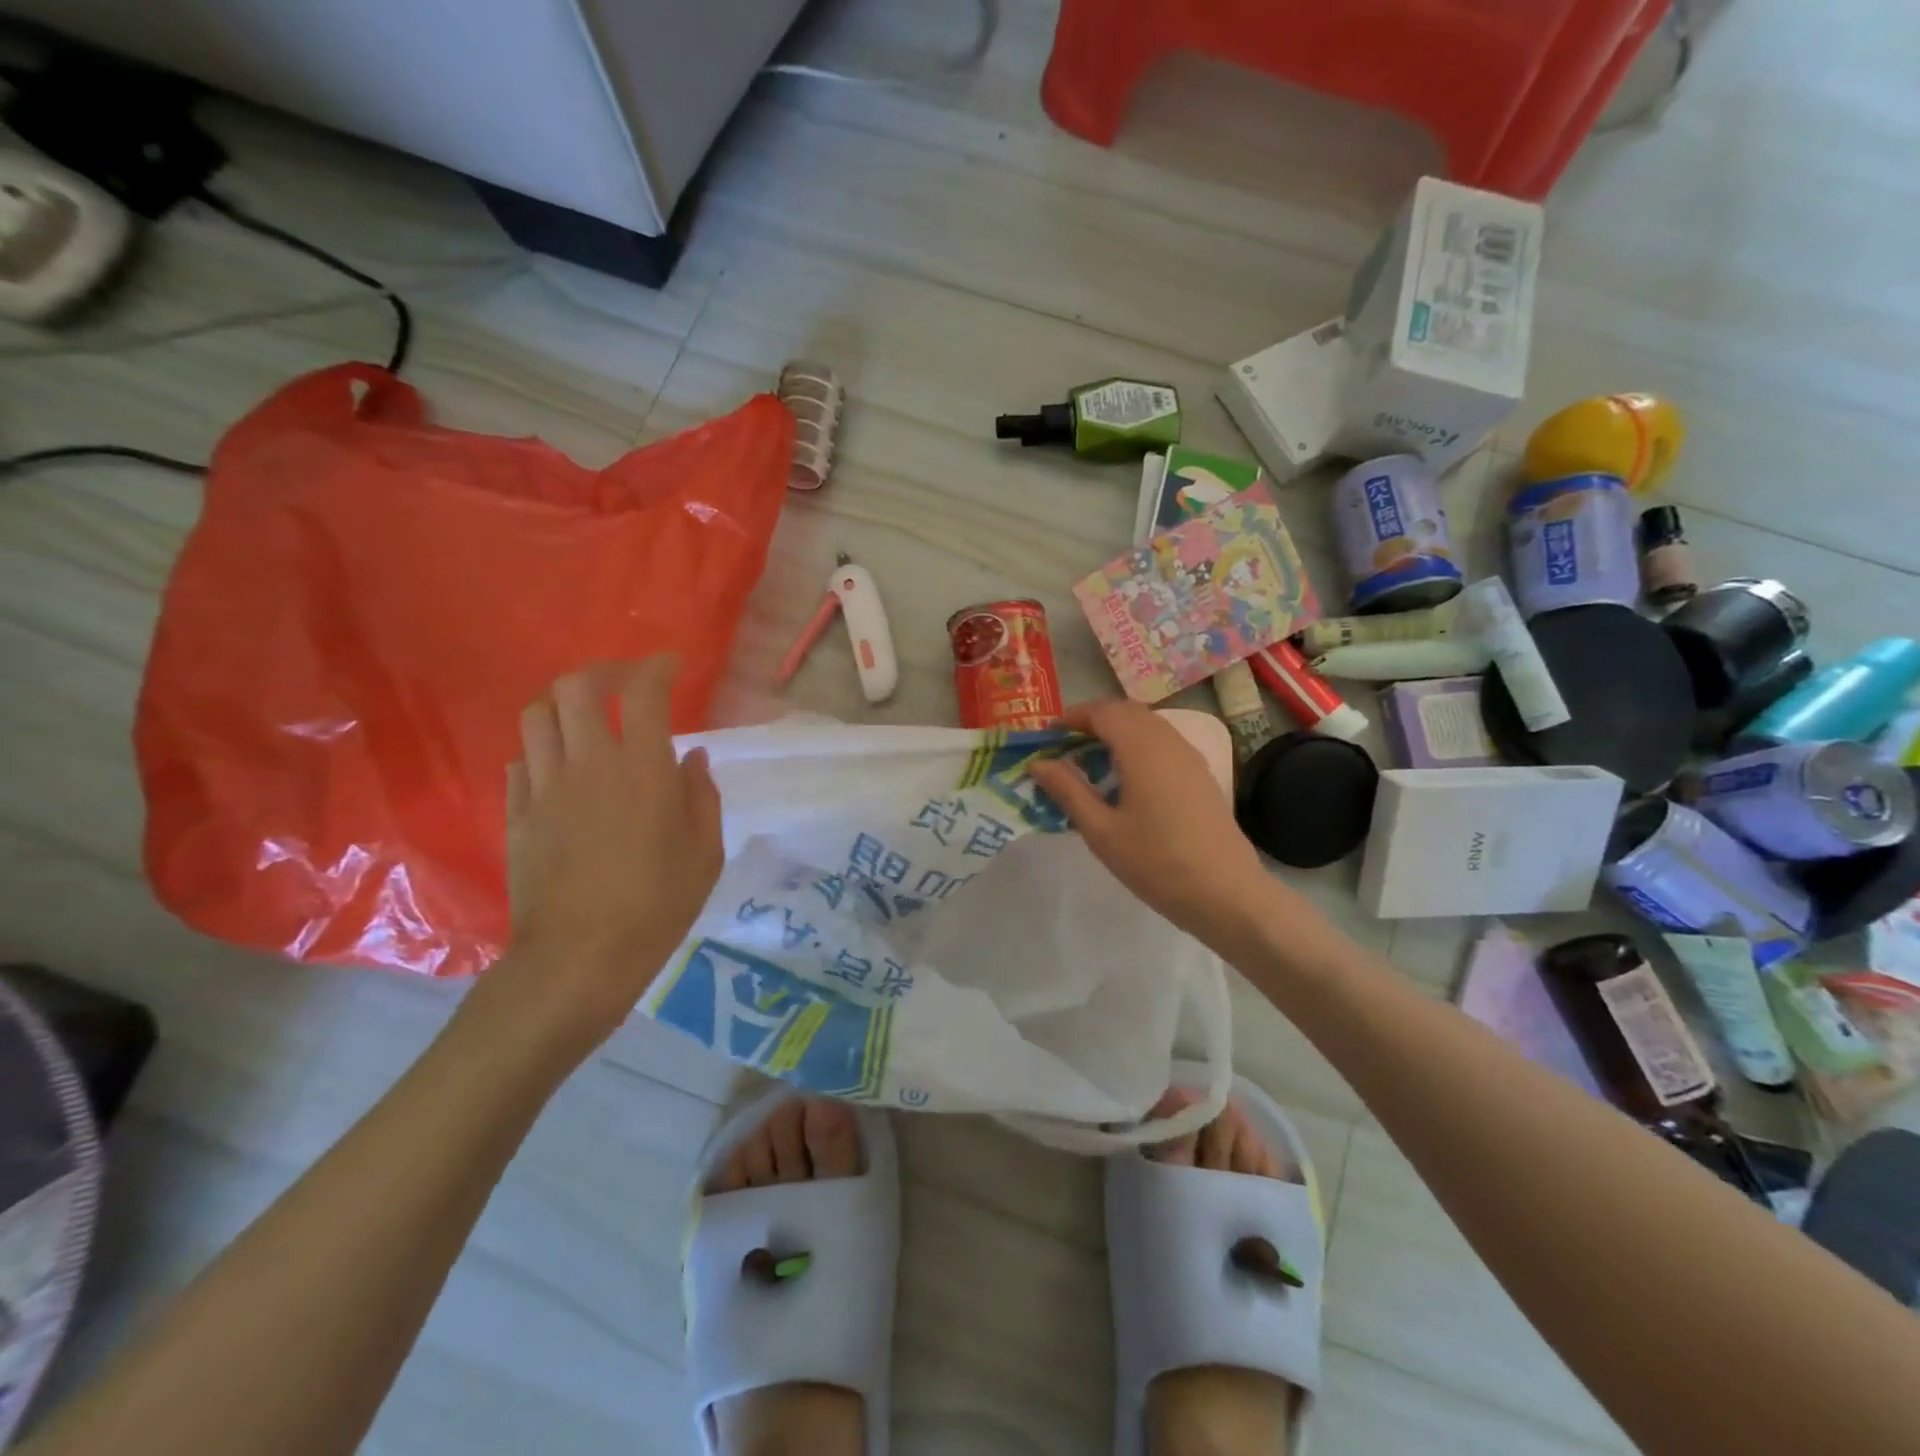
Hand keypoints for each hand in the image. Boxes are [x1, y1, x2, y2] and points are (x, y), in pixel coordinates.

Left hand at [484, 656, 724, 1050]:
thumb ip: (702, 797)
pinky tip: (562, 767)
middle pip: (576, 687)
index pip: (643, 692)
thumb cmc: (657, 906)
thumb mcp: (705, 853)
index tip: (671, 666)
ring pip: (538, 715)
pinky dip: (544, 748)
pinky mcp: (517, 814)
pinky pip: (522, 760)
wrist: (579, 959)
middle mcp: (589, 764)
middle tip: (625, 683)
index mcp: (643, 770)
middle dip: (603, 671)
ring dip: (564, 703)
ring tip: (587, 716)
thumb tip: (692, 760)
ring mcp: (545, 787)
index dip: (657, 667)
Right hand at [1028, 700, 1272, 941]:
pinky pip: (1163, 742)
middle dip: (1093, 720)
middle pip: (1126, 711)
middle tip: (1065, 746)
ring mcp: (1190, 757)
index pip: (1103, 712)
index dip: (1072, 717)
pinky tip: (1126, 778)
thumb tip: (1038, 763)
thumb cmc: (1157, 863)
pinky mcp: (1201, 775)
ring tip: (1091, 761)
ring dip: (1117, 731)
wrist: (1226, 893)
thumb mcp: (1101, 831)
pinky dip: (1137, 745)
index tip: (1047, 735)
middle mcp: (1168, 742)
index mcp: (1142, 749)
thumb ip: (1068, 791)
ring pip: (1148, 725)